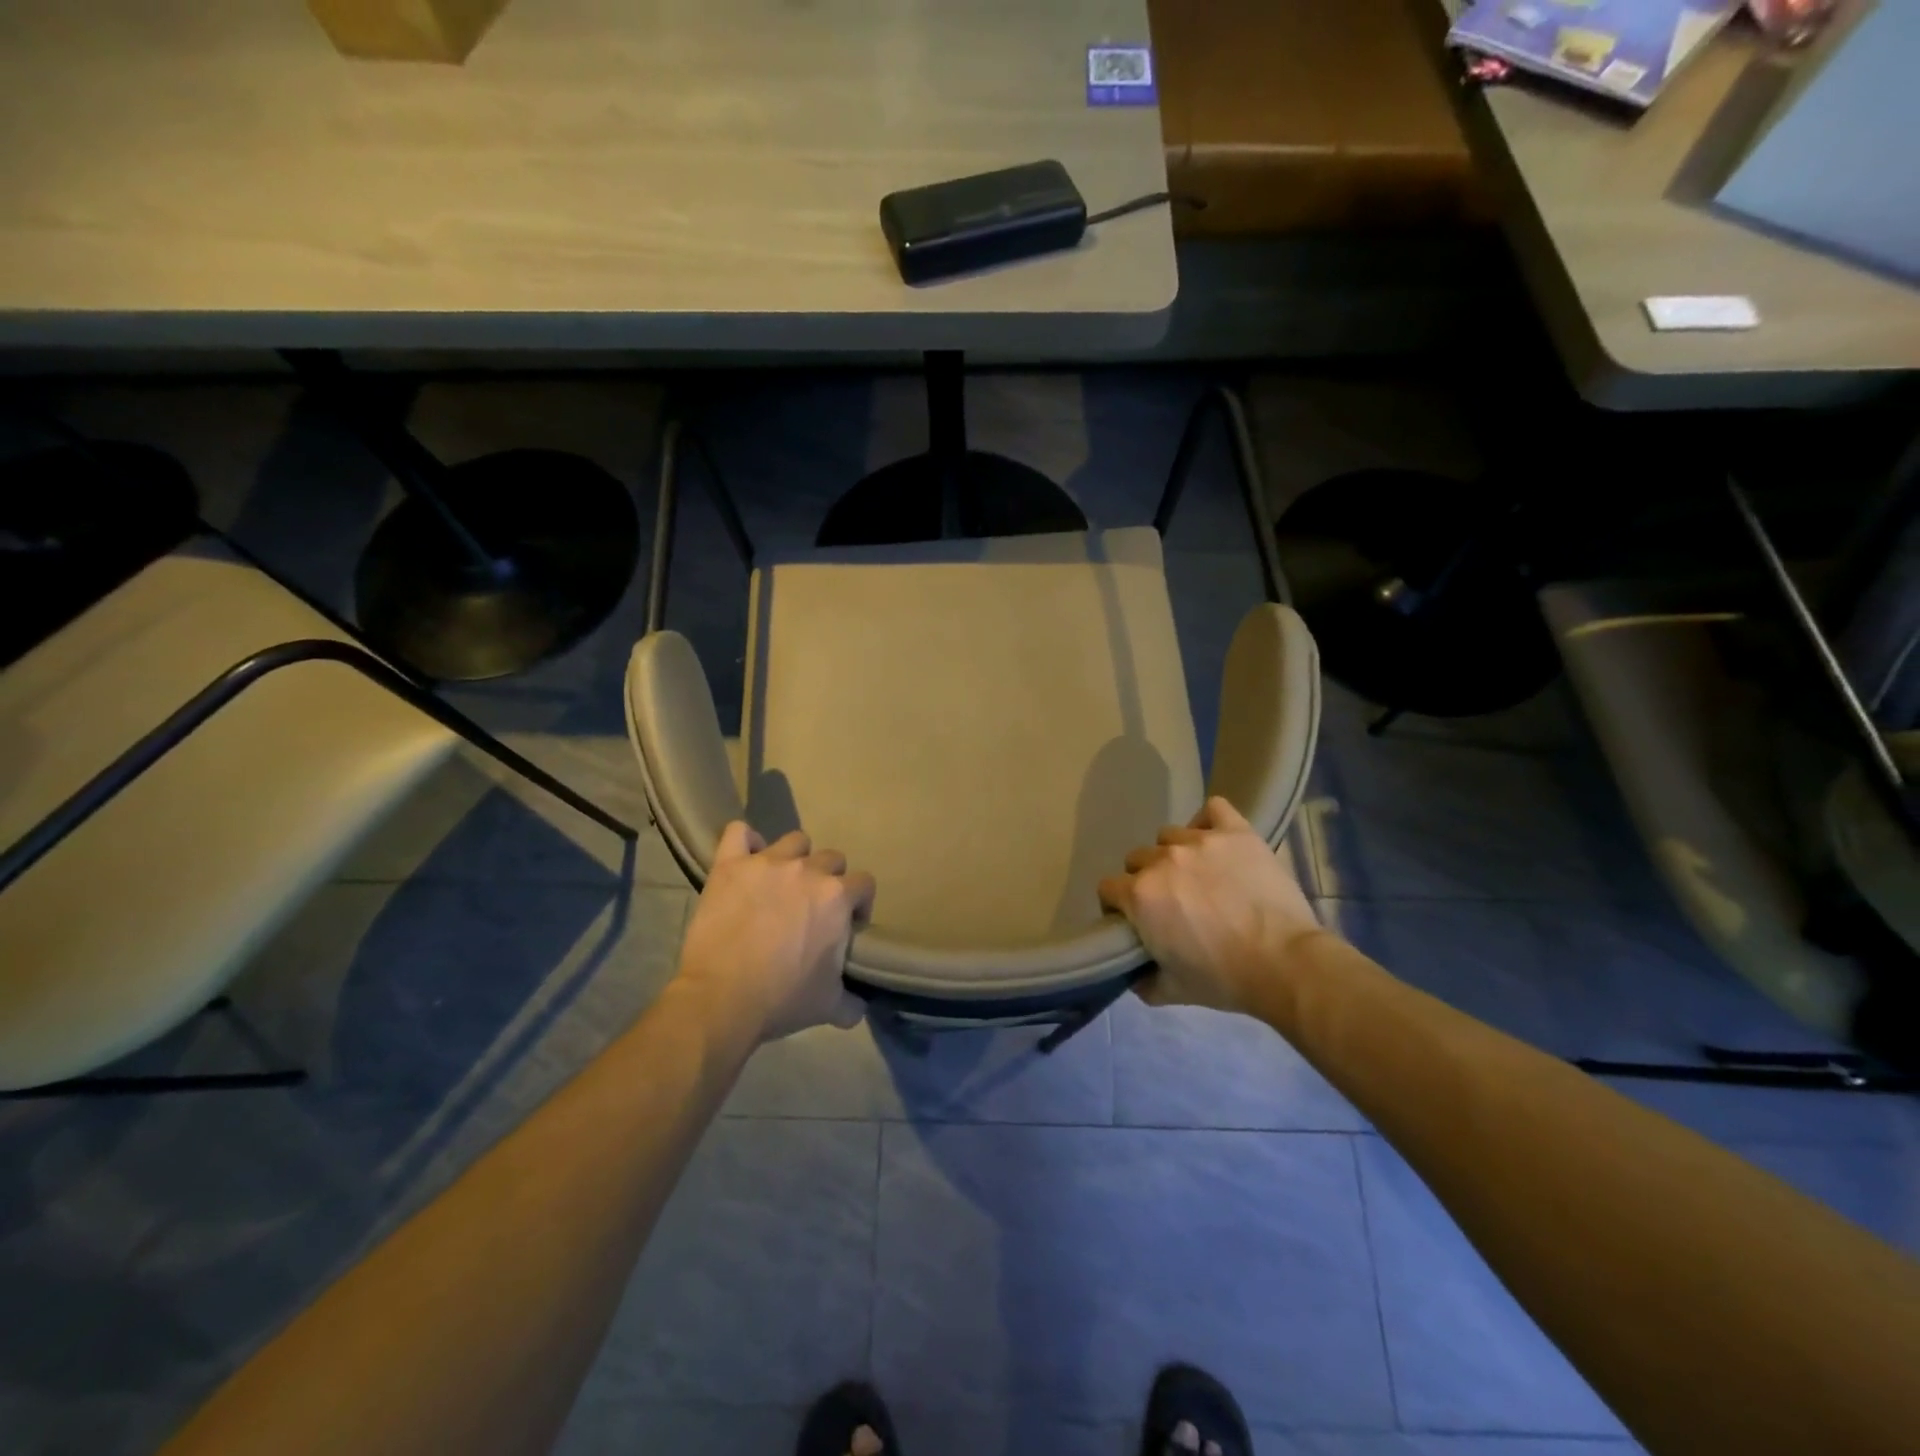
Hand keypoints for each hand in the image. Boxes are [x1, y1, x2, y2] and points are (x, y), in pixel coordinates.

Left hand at [673, 822, 875, 1043]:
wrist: (721, 999)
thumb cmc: (782, 999)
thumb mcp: (829, 1006)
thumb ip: (852, 1000)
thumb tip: (860, 1005)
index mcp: (837, 897)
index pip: (864, 883)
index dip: (859, 903)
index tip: (849, 923)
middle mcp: (807, 870)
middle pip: (831, 858)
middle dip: (828, 879)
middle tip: (812, 907)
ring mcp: (767, 863)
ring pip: (794, 841)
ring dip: (794, 858)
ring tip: (782, 883)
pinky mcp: (730, 866)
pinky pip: (739, 833)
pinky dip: (745, 842)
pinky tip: (745, 861)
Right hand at [1099, 796, 1325, 1014]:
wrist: (1285, 964)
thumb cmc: (1224, 978)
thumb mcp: (1172, 991)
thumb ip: (1142, 981)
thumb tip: (1132, 974)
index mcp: (1140, 895)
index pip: (1108, 888)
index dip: (1117, 905)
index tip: (1135, 920)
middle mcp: (1162, 860)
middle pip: (1137, 859)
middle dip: (1146, 878)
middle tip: (1171, 901)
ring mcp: (1200, 841)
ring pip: (1169, 836)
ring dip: (1175, 853)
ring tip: (1199, 874)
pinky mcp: (1236, 832)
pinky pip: (1213, 810)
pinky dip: (1209, 822)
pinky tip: (1217, 841)